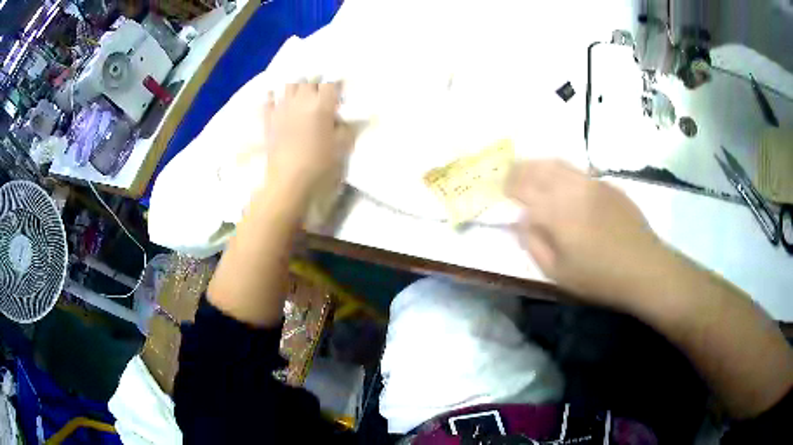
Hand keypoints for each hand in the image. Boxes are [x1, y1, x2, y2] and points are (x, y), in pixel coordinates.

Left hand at [264, 81, 354, 199]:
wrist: (288, 181)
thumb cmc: (318, 165)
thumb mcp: (341, 147)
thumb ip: (345, 129)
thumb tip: (340, 120)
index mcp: (322, 105)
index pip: (331, 84)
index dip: (336, 86)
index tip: (338, 94)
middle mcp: (301, 100)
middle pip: (309, 81)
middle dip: (316, 84)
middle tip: (320, 94)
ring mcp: (282, 107)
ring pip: (289, 85)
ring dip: (297, 87)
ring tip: (301, 95)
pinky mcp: (268, 118)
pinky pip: (269, 99)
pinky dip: (274, 97)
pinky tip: (278, 101)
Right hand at [505, 160, 665, 307]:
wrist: (644, 267)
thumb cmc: (599, 277)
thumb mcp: (557, 272)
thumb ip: (534, 243)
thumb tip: (521, 220)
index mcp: (556, 211)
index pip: (522, 187)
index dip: (508, 186)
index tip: (501, 190)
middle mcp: (571, 188)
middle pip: (538, 168)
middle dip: (520, 170)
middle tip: (511, 177)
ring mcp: (591, 182)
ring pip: (558, 164)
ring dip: (539, 165)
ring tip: (532, 174)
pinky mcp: (607, 184)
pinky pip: (577, 170)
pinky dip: (561, 172)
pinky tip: (563, 184)